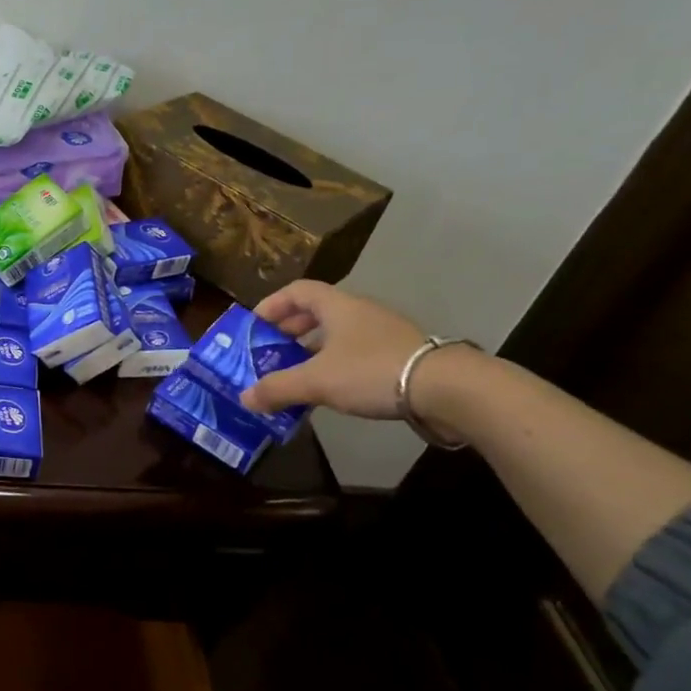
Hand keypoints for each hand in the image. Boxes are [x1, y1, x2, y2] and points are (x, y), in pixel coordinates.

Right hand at [239, 280, 432, 418]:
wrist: (447, 388)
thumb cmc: (371, 371)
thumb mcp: (316, 381)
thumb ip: (277, 388)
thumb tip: (244, 398)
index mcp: (337, 306)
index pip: (297, 291)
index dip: (272, 304)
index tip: (254, 326)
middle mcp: (359, 312)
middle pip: (316, 312)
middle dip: (289, 330)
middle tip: (270, 352)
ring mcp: (382, 333)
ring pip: (337, 334)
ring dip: (312, 349)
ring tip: (295, 373)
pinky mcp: (399, 355)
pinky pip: (355, 353)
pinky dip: (335, 364)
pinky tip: (329, 388)